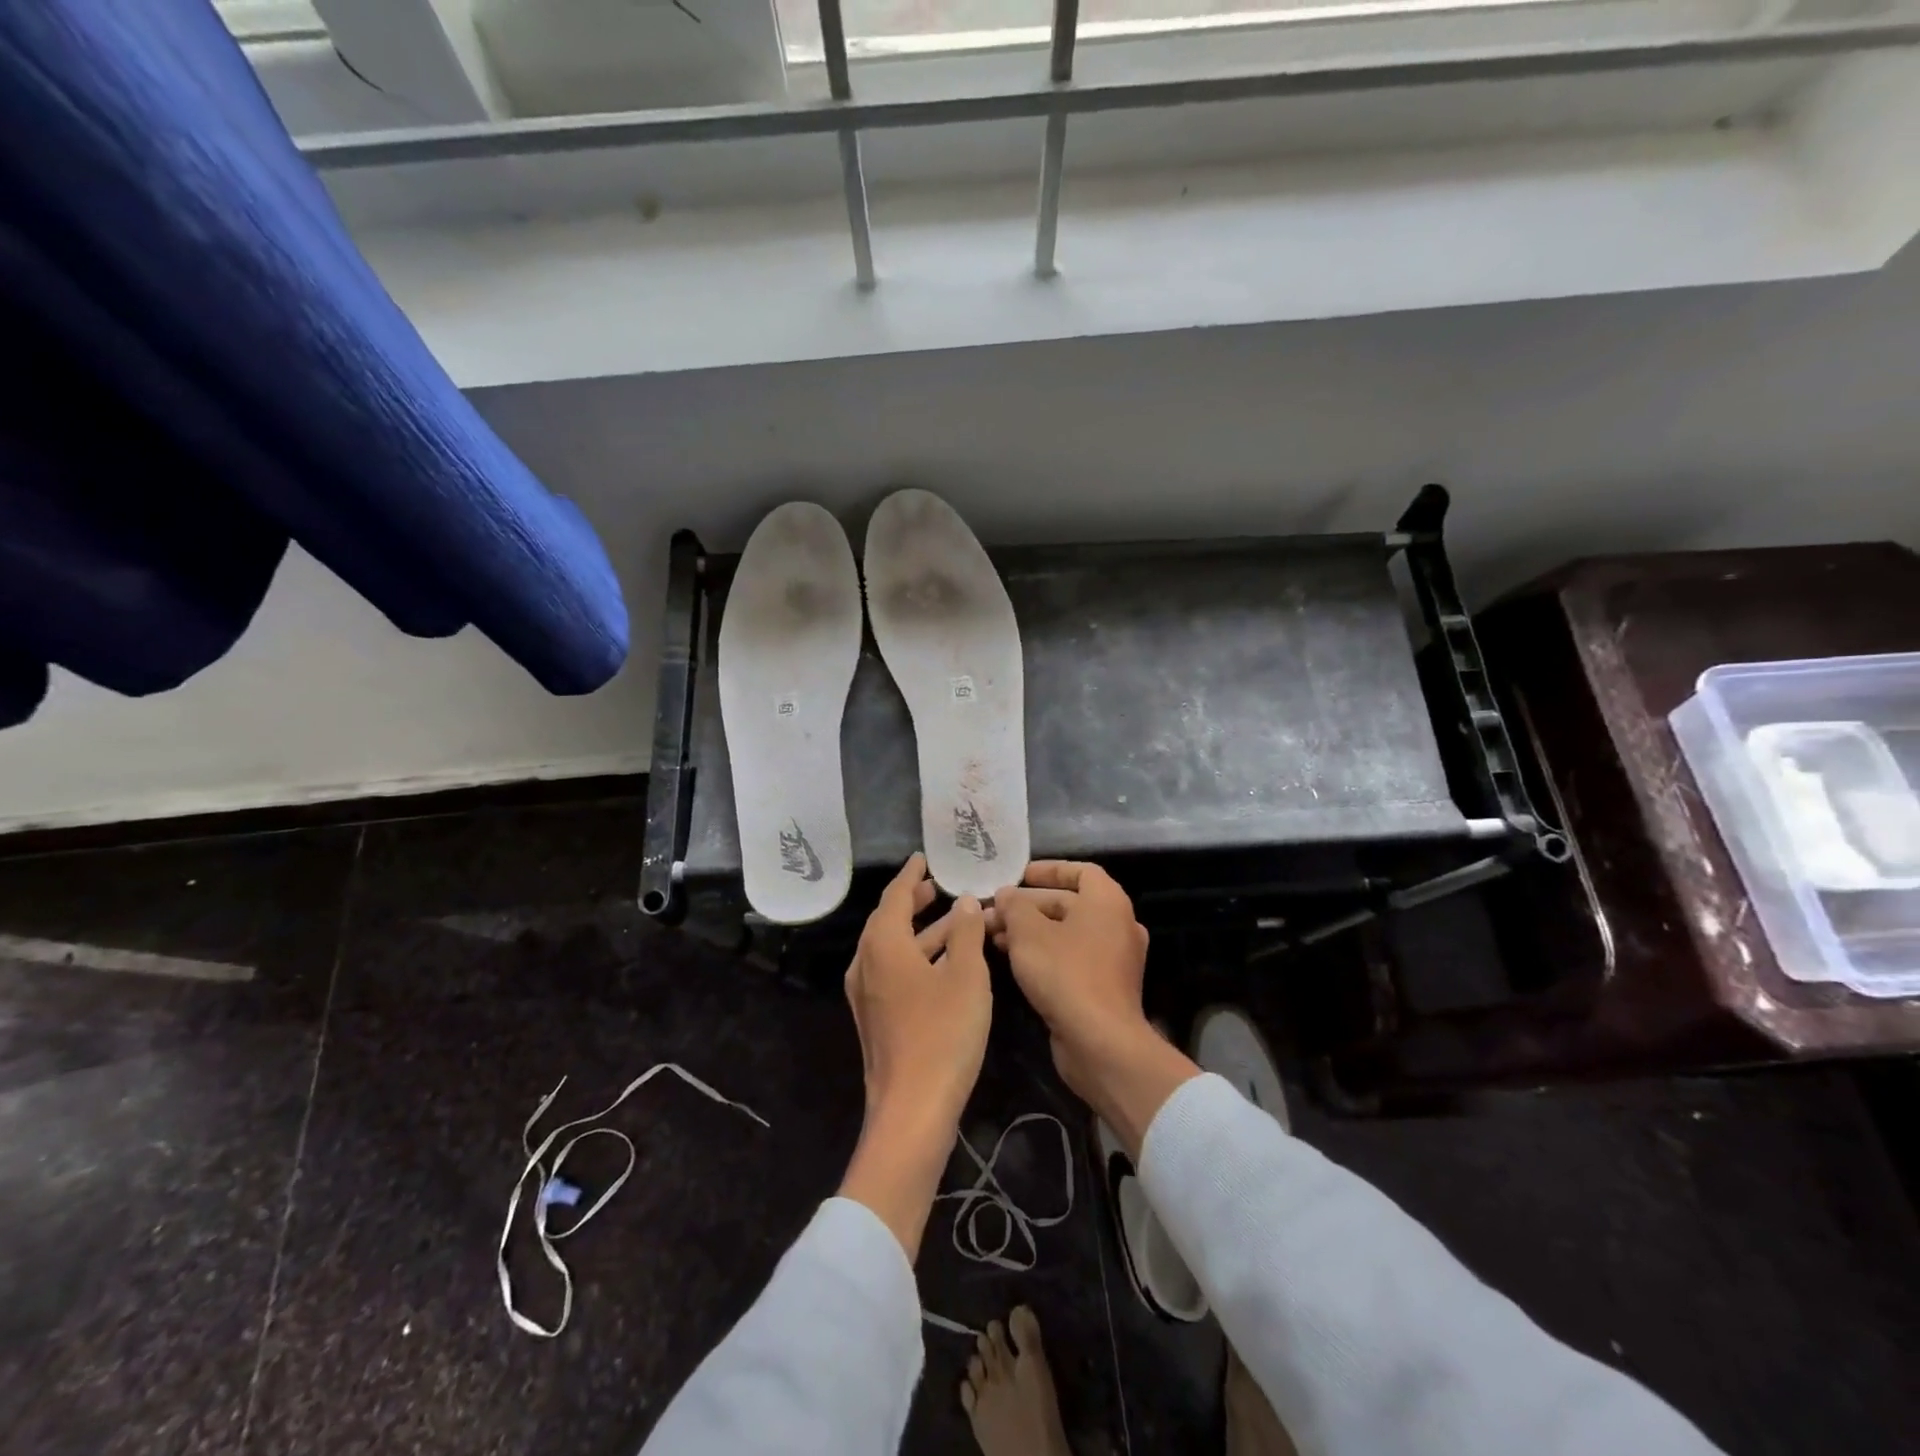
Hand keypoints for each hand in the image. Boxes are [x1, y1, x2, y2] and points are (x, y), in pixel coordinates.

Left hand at [839, 853, 990, 1258]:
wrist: (912, 1108)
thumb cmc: (943, 1032)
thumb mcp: (966, 975)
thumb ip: (966, 933)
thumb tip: (966, 902)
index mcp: (882, 945)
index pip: (895, 896)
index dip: (911, 876)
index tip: (923, 858)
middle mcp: (866, 964)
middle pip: (889, 921)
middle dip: (914, 902)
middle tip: (938, 886)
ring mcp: (867, 994)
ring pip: (894, 948)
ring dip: (923, 932)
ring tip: (954, 918)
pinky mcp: (876, 1018)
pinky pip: (895, 971)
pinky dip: (918, 957)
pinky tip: (944, 962)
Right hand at [991, 861, 1196, 1157]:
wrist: (1100, 1042)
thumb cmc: (1065, 973)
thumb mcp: (1028, 933)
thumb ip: (1014, 907)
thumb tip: (1006, 896)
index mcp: (1107, 901)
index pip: (1080, 871)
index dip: (1048, 869)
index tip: (1019, 875)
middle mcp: (1117, 924)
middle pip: (1069, 903)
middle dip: (1028, 906)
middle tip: (993, 911)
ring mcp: (1114, 958)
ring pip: (1067, 933)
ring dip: (1031, 931)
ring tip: (993, 935)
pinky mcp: (1105, 986)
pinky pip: (1072, 957)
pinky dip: (1045, 953)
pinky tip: (1013, 960)